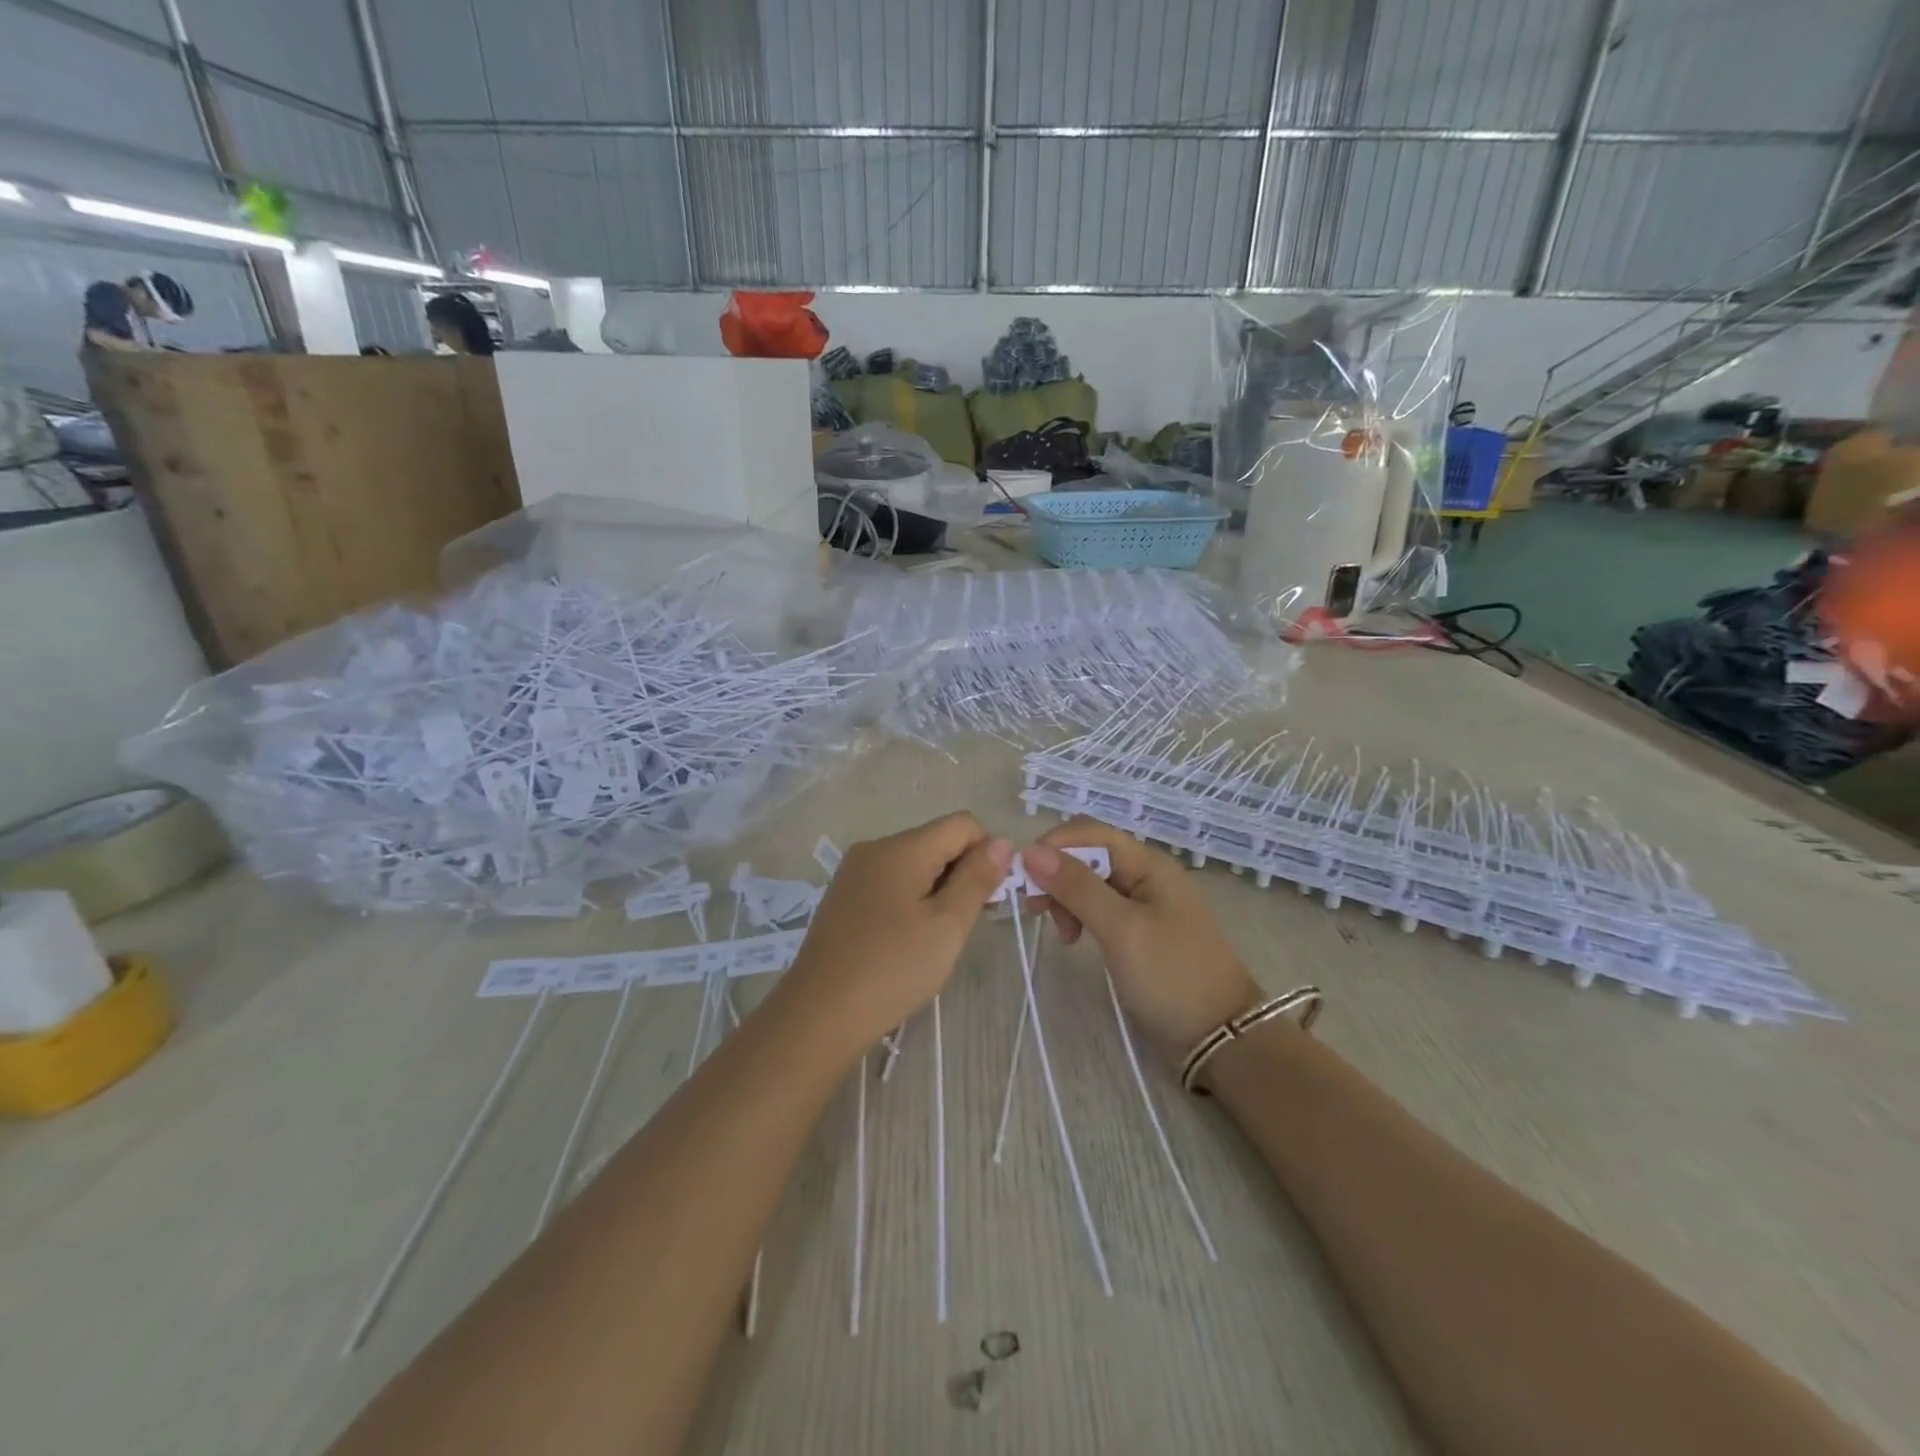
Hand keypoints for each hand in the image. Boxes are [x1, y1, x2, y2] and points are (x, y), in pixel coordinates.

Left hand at [780, 813, 1012, 1055]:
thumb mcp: (947, 926)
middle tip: (964, 925)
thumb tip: (1003, 841)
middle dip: (961, 873)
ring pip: (915, 862)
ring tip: (935, 937)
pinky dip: (911, 899)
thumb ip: (977, 878)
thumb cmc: (892, 970)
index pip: (962, 824)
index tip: (988, 898)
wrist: (818, 1015)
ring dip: (937, 889)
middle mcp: (875, 848)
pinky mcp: (843, 895)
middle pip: (937, 841)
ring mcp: (854, 871)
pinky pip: (891, 881)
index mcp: (901, 848)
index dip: (986, 853)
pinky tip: (907, 939)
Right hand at [1022, 819, 1261, 1065]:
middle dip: (1056, 874)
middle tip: (1035, 911)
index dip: (1053, 846)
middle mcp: (1145, 874)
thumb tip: (1031, 851)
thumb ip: (1078, 887)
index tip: (1024, 878)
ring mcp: (1144, 903)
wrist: (1221, 1036)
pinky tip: (1074, 939)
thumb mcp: (1120, 929)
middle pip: (1088, 855)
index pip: (1090, 832)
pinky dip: (1080, 916)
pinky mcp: (1140, 930)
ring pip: (1091, 882)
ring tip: (1061, 934)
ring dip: (1066, 898)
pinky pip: (1100, 907)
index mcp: (1147, 863)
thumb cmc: (1171, 976)